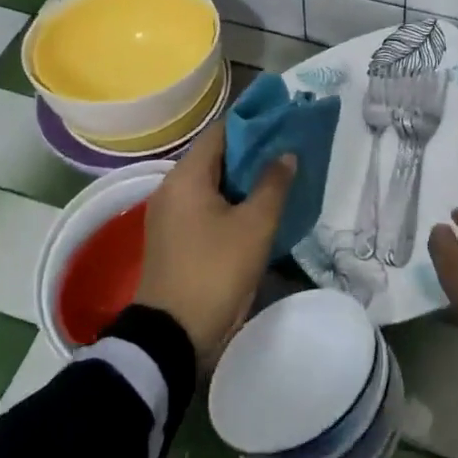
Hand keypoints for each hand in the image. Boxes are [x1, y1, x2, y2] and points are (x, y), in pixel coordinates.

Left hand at [134, 123, 294, 368]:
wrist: (172, 336)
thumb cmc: (215, 271)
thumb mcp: (254, 226)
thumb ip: (273, 184)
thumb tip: (286, 154)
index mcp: (186, 177)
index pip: (221, 132)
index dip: (253, 123)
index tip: (283, 121)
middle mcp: (172, 188)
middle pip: (216, 156)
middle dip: (251, 152)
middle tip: (288, 150)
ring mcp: (169, 215)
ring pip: (212, 183)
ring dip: (242, 179)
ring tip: (279, 177)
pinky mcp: (173, 238)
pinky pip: (204, 205)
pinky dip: (229, 201)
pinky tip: (257, 208)